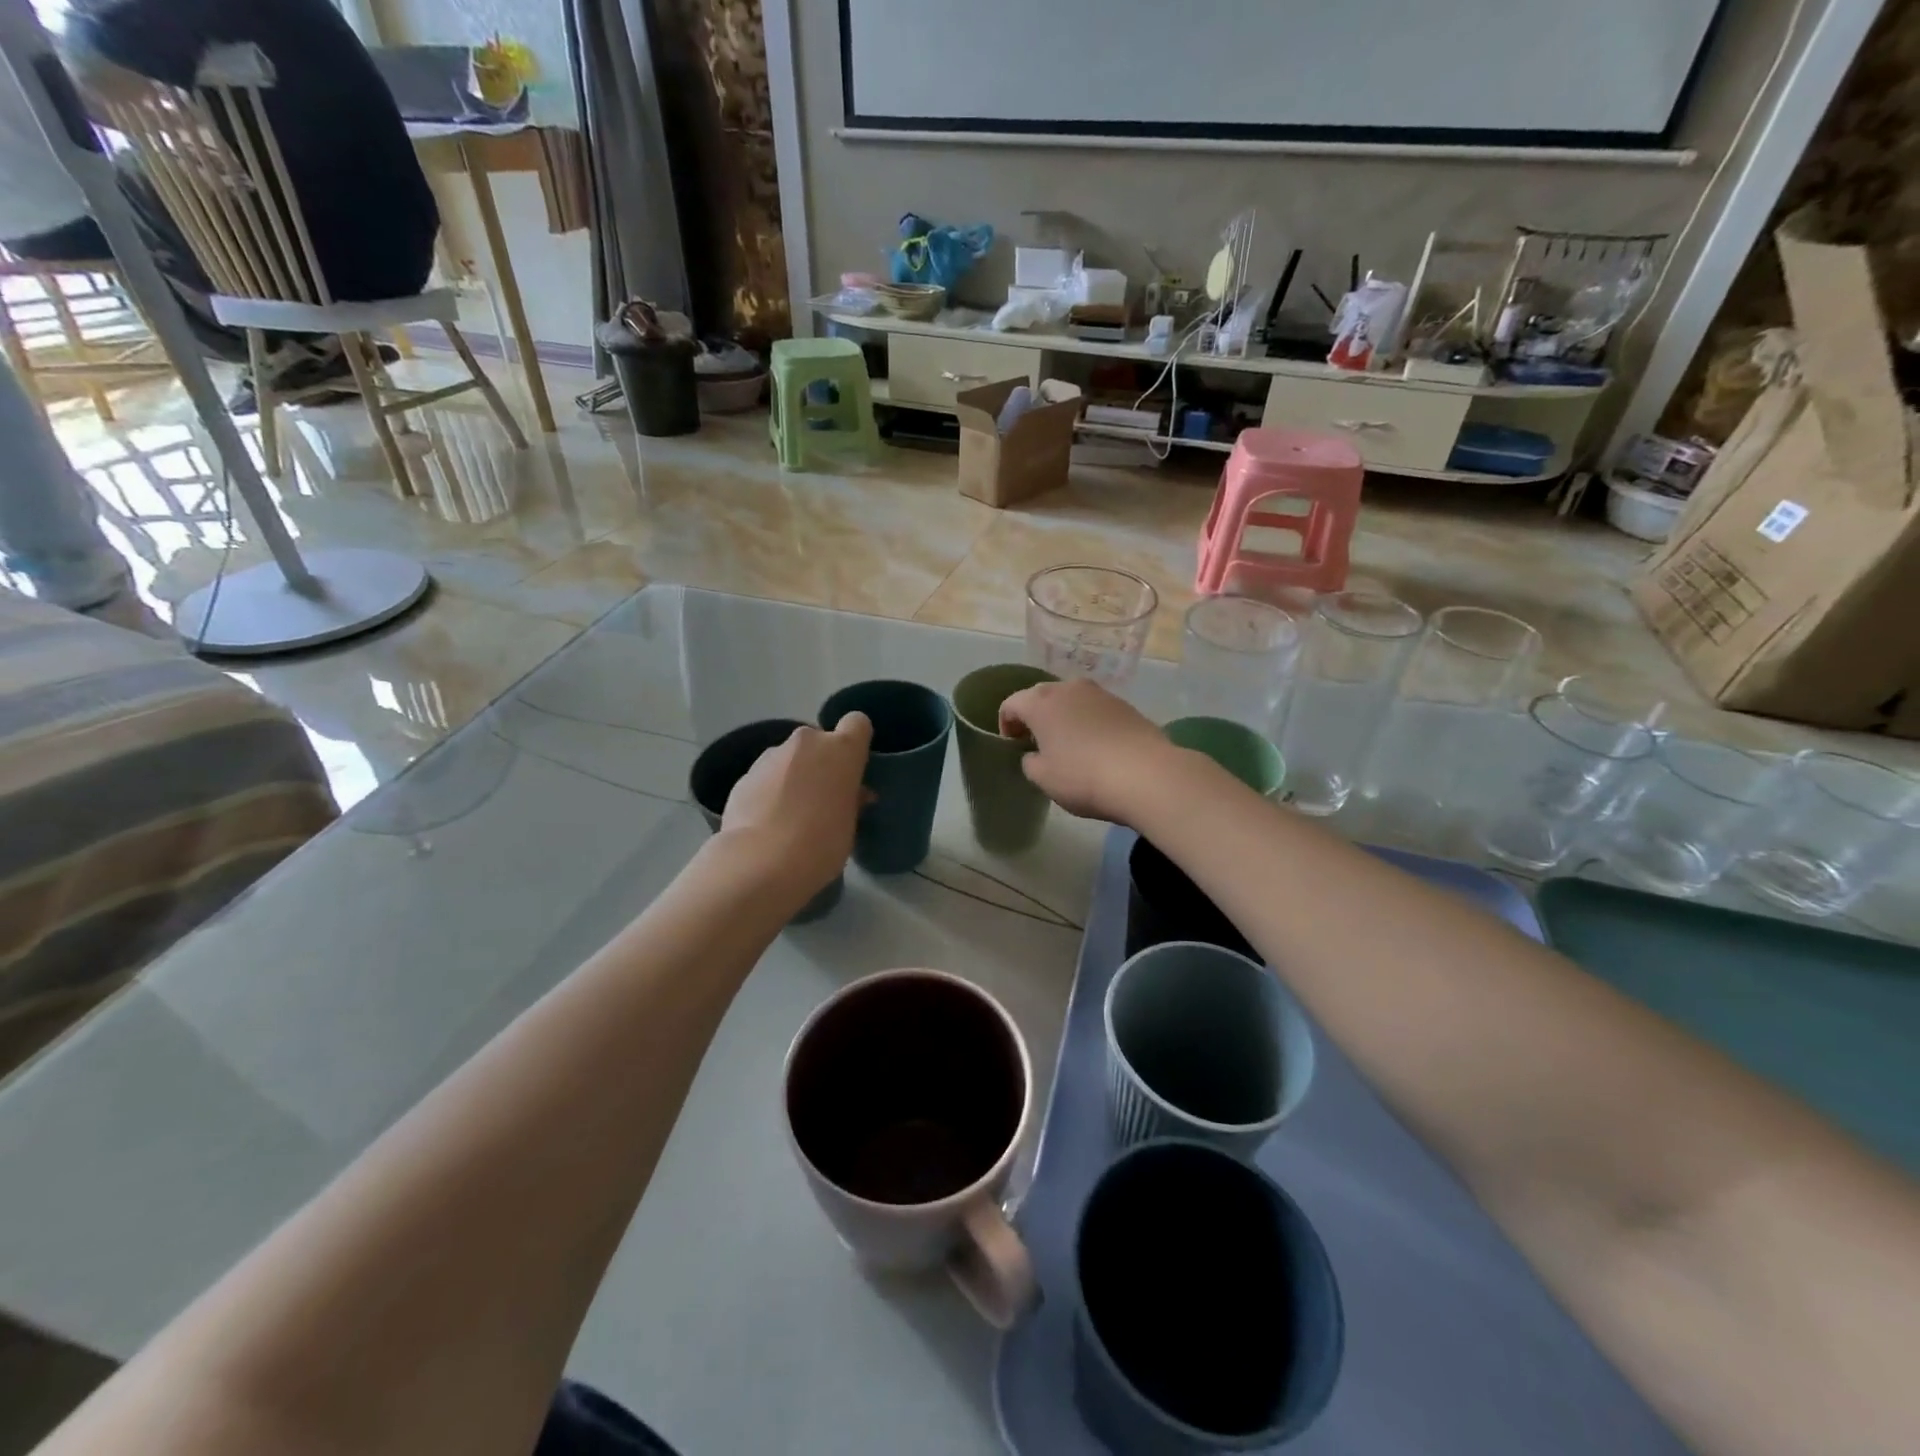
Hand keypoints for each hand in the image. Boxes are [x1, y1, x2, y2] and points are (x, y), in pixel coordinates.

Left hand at [720, 714, 871, 899]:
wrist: (761, 861)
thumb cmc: (821, 843)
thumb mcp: (849, 825)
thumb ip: (852, 801)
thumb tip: (855, 794)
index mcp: (841, 750)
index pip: (857, 723)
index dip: (856, 742)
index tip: (853, 768)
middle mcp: (806, 742)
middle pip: (819, 741)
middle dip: (820, 763)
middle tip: (821, 798)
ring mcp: (771, 756)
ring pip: (789, 758)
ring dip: (793, 776)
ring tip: (789, 815)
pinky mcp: (744, 775)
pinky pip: (766, 777)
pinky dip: (768, 792)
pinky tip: (766, 823)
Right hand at [997, 679, 1176, 824]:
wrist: (1146, 774)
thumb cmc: (1083, 776)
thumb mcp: (1043, 778)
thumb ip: (1030, 762)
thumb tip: (1035, 754)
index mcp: (1040, 702)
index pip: (1011, 704)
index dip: (1006, 724)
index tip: (1012, 746)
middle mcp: (1068, 688)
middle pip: (1041, 696)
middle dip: (1034, 717)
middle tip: (1036, 743)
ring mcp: (1100, 693)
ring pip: (1071, 700)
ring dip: (1063, 717)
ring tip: (1067, 744)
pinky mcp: (1125, 705)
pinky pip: (1095, 709)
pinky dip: (1088, 722)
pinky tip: (1096, 746)